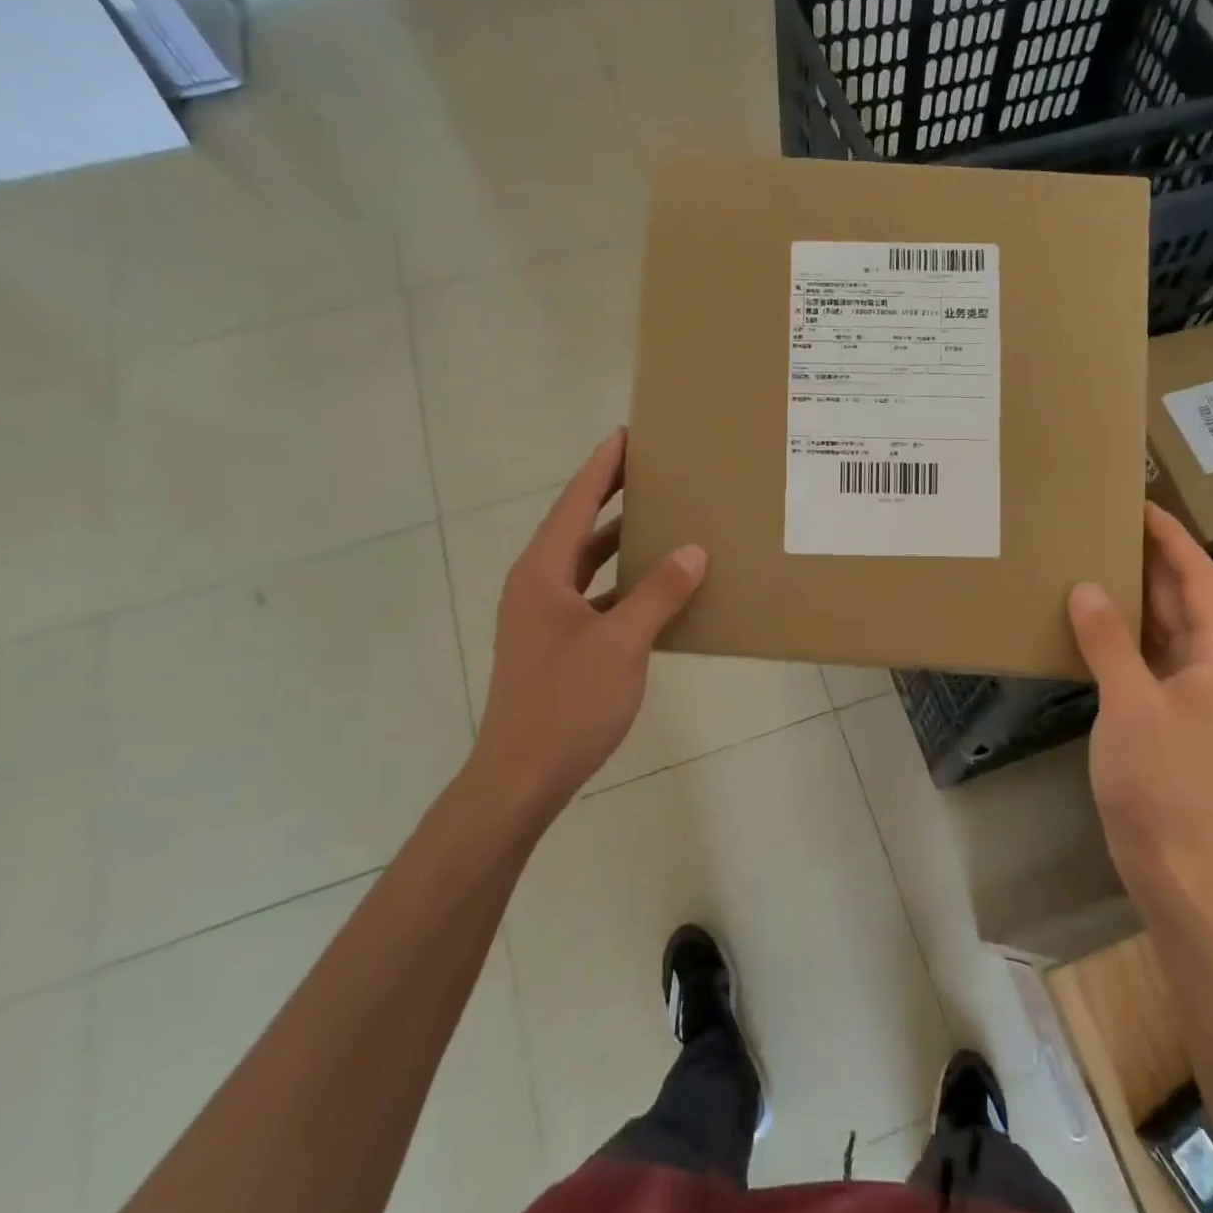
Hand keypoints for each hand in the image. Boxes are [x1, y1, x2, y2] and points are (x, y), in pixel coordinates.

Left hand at [468, 429, 706, 822]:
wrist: (521, 777)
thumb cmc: (567, 703)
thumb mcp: (621, 644)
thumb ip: (658, 594)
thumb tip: (692, 550)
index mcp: (542, 574)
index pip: (575, 504)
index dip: (601, 468)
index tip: (626, 436)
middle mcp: (537, 587)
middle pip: (578, 529)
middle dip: (612, 498)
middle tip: (652, 473)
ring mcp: (543, 619)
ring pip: (586, 567)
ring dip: (619, 545)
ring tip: (662, 523)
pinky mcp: (556, 647)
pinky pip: (594, 600)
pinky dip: (623, 588)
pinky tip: (657, 593)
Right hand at [1066, 503, 1212, 887]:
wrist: (1170, 859)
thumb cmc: (1158, 780)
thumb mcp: (1129, 705)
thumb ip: (1108, 641)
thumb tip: (1085, 587)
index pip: (1201, 579)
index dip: (1173, 539)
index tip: (1140, 505)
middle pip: (1185, 598)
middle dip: (1151, 559)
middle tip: (1106, 525)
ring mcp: (1191, 690)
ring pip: (1164, 626)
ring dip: (1135, 593)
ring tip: (1093, 559)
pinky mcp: (1165, 710)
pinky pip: (1145, 653)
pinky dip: (1121, 631)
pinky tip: (1089, 620)